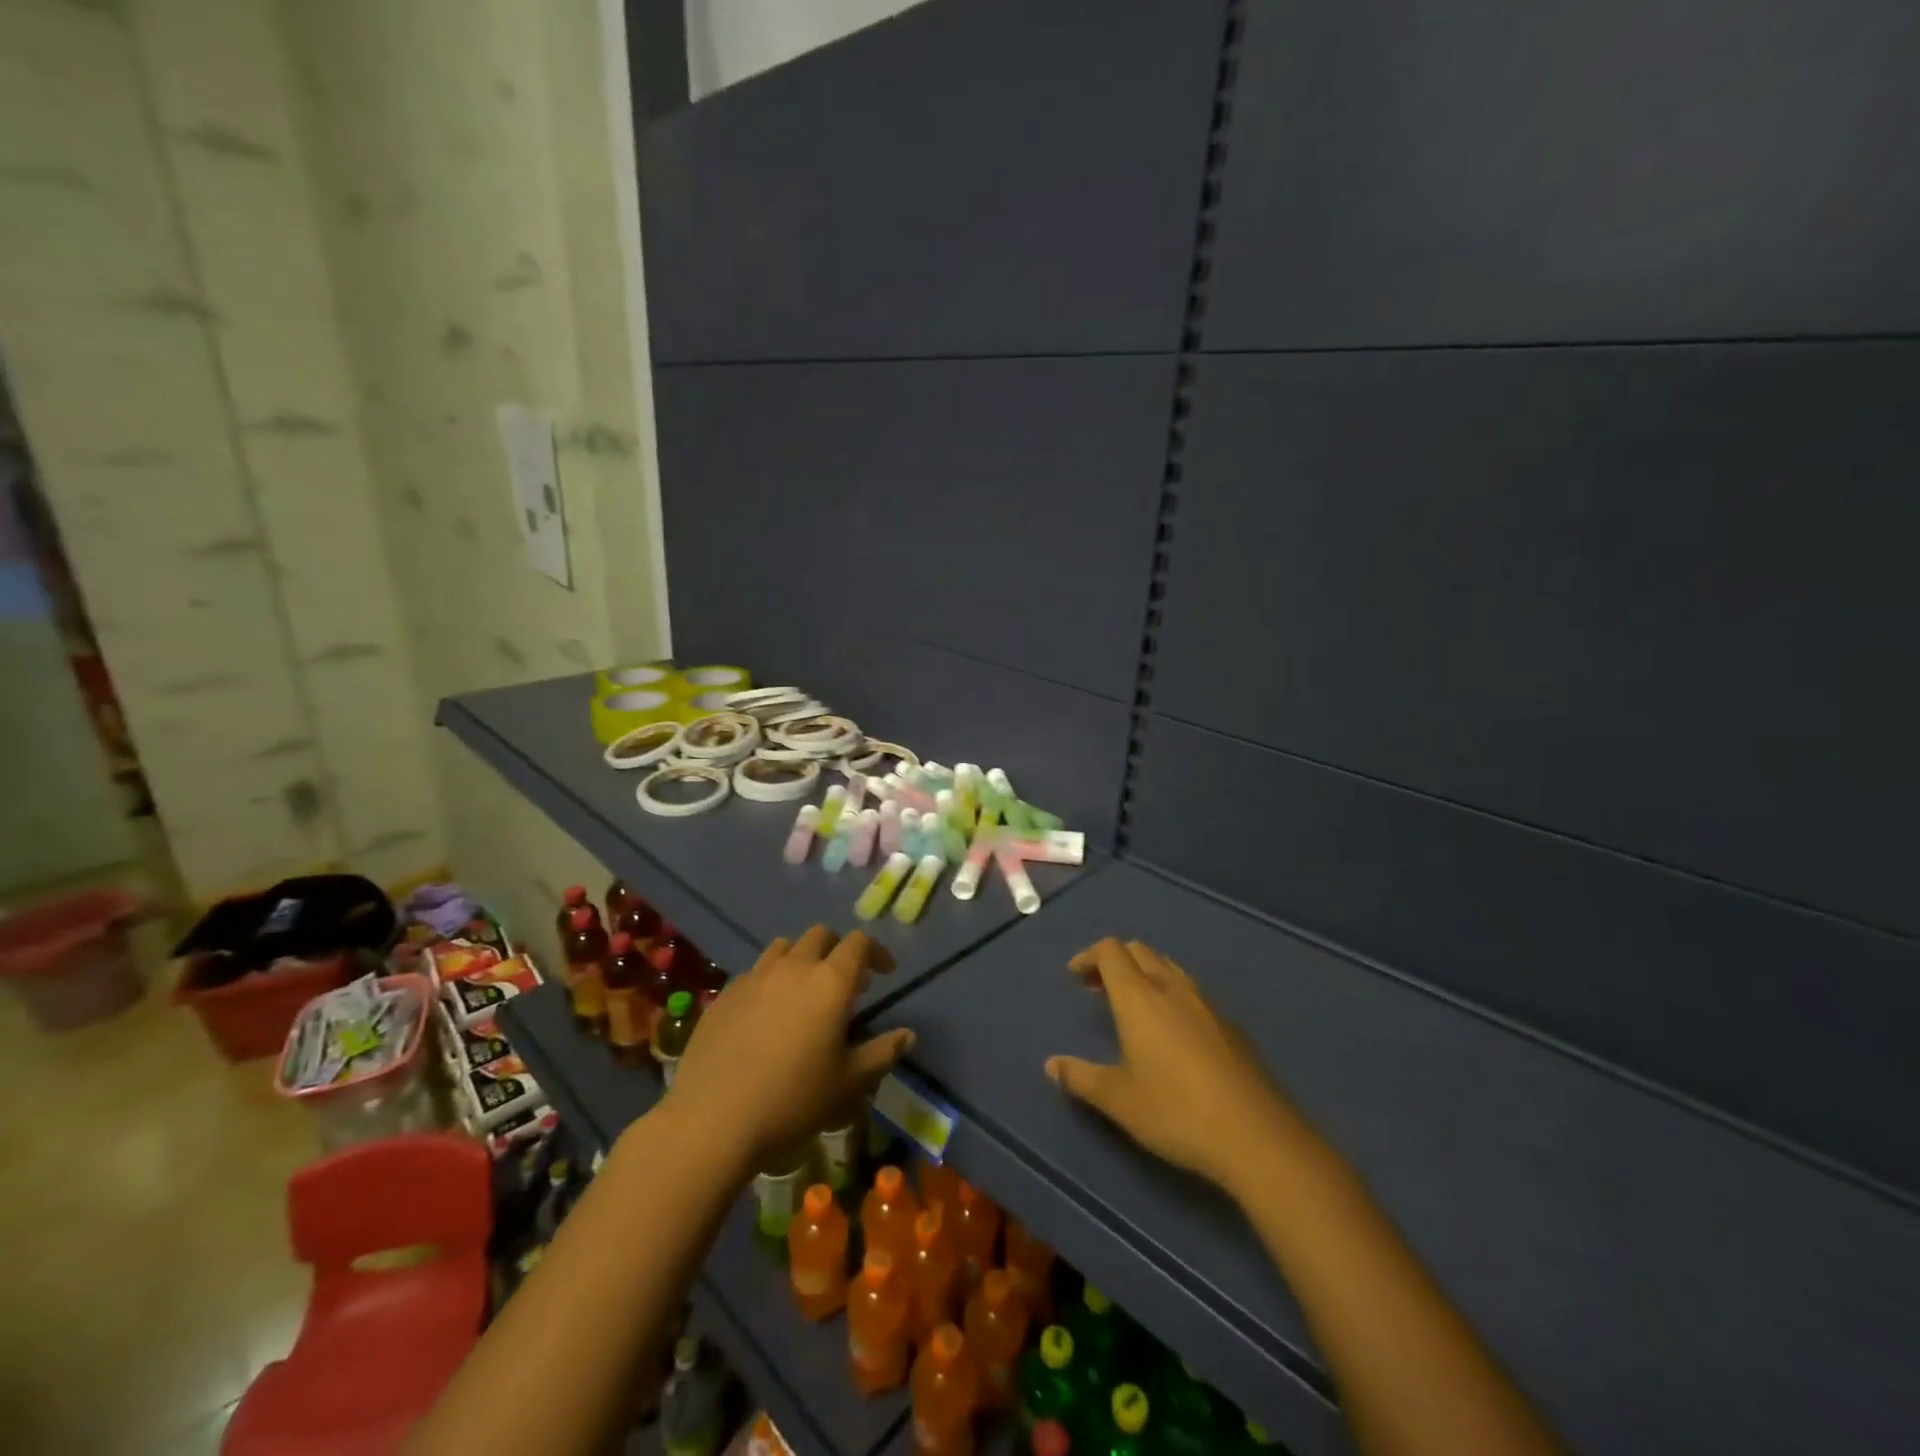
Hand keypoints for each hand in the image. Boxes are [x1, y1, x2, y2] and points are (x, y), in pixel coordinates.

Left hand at [665, 926, 913, 1173]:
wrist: (713, 1118)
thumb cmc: (792, 1100)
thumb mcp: (848, 1083)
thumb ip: (882, 1053)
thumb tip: (908, 1035)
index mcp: (830, 982)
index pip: (859, 943)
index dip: (876, 952)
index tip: (884, 972)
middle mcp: (794, 967)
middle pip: (820, 935)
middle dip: (837, 949)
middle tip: (845, 982)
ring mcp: (755, 977)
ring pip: (784, 947)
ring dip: (801, 959)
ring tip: (804, 991)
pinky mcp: (725, 994)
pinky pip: (754, 972)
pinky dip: (769, 980)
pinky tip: (766, 1013)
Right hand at [1046, 938, 1312, 1195]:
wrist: (1256, 1136)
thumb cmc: (1176, 1112)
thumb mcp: (1119, 1100)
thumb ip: (1081, 1078)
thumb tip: (1051, 1065)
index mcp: (1139, 997)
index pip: (1111, 951)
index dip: (1089, 956)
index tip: (1074, 976)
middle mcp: (1172, 988)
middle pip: (1139, 951)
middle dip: (1114, 961)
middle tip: (1097, 989)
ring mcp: (1206, 1004)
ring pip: (1168, 967)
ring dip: (1144, 974)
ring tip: (1133, 1007)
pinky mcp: (1230, 1025)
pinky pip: (1192, 991)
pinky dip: (1170, 994)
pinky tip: (1172, 1033)